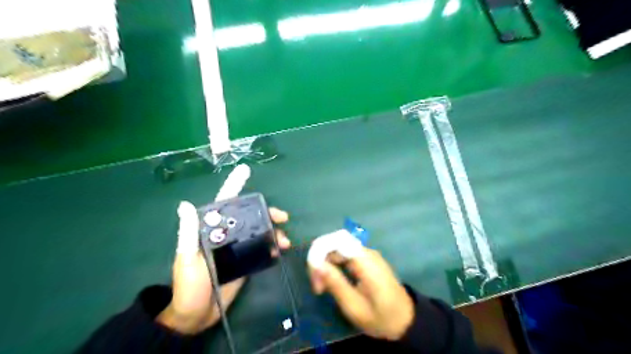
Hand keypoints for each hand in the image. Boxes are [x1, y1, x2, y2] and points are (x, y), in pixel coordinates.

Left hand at [158, 201, 289, 333]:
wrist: (196, 316)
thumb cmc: (188, 286)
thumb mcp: (187, 258)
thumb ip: (189, 233)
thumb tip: (185, 204)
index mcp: (211, 232)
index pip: (229, 210)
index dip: (243, 200)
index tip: (260, 199)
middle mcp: (226, 237)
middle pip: (249, 220)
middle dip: (268, 216)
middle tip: (283, 218)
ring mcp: (238, 250)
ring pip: (259, 234)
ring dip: (274, 233)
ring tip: (285, 241)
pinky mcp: (246, 263)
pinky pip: (261, 250)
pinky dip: (272, 248)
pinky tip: (280, 251)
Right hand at [310, 247, 414, 340]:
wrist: (406, 321)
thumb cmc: (381, 318)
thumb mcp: (354, 306)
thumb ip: (335, 283)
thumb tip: (316, 264)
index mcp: (365, 261)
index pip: (336, 241)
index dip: (319, 252)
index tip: (314, 275)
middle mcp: (366, 252)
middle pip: (335, 244)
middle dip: (320, 261)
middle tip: (317, 287)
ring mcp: (367, 255)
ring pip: (338, 250)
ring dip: (326, 264)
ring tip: (322, 288)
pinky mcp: (366, 260)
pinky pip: (344, 256)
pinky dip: (334, 266)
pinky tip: (332, 282)